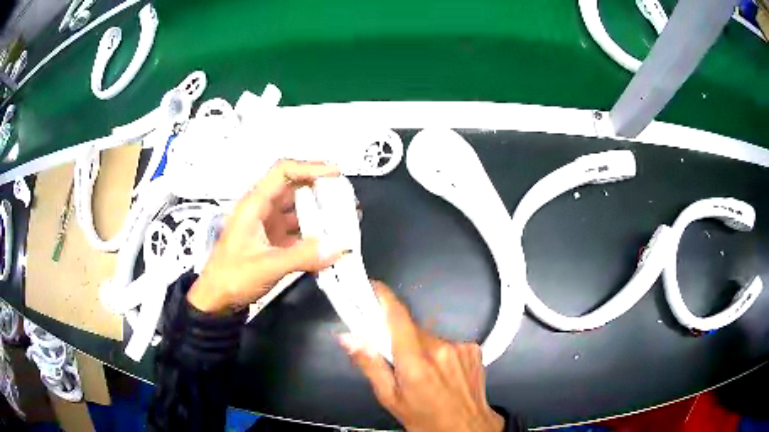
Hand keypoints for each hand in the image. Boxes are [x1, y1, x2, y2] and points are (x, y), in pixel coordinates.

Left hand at [187, 160, 343, 312]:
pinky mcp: (272, 242)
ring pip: (297, 210)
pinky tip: (330, 241)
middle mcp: (262, 210)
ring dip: (319, 212)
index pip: (283, 172)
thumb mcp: (265, 266)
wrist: (215, 301)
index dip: (310, 167)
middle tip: (347, 198)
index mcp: (254, 205)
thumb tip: (338, 247)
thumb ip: (301, 257)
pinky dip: (314, 233)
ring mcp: (267, 226)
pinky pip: (297, 231)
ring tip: (344, 218)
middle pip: (294, 188)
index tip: (336, 174)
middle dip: (321, 190)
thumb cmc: (231, 278)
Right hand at [339, 282, 503, 431]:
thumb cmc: (425, 418)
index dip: (383, 297)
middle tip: (395, 357)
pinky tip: (443, 372)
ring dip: (422, 347)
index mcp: (415, 362)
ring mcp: (461, 346)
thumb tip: (348, 338)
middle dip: (399, 337)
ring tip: (424, 372)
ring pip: (430, 336)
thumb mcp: (391, 399)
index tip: (371, 287)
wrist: (468, 428)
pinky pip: (448, 342)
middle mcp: (440, 348)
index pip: (397, 316)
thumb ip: (369, 365)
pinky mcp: (474, 348)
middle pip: (412, 328)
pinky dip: (441, 352)